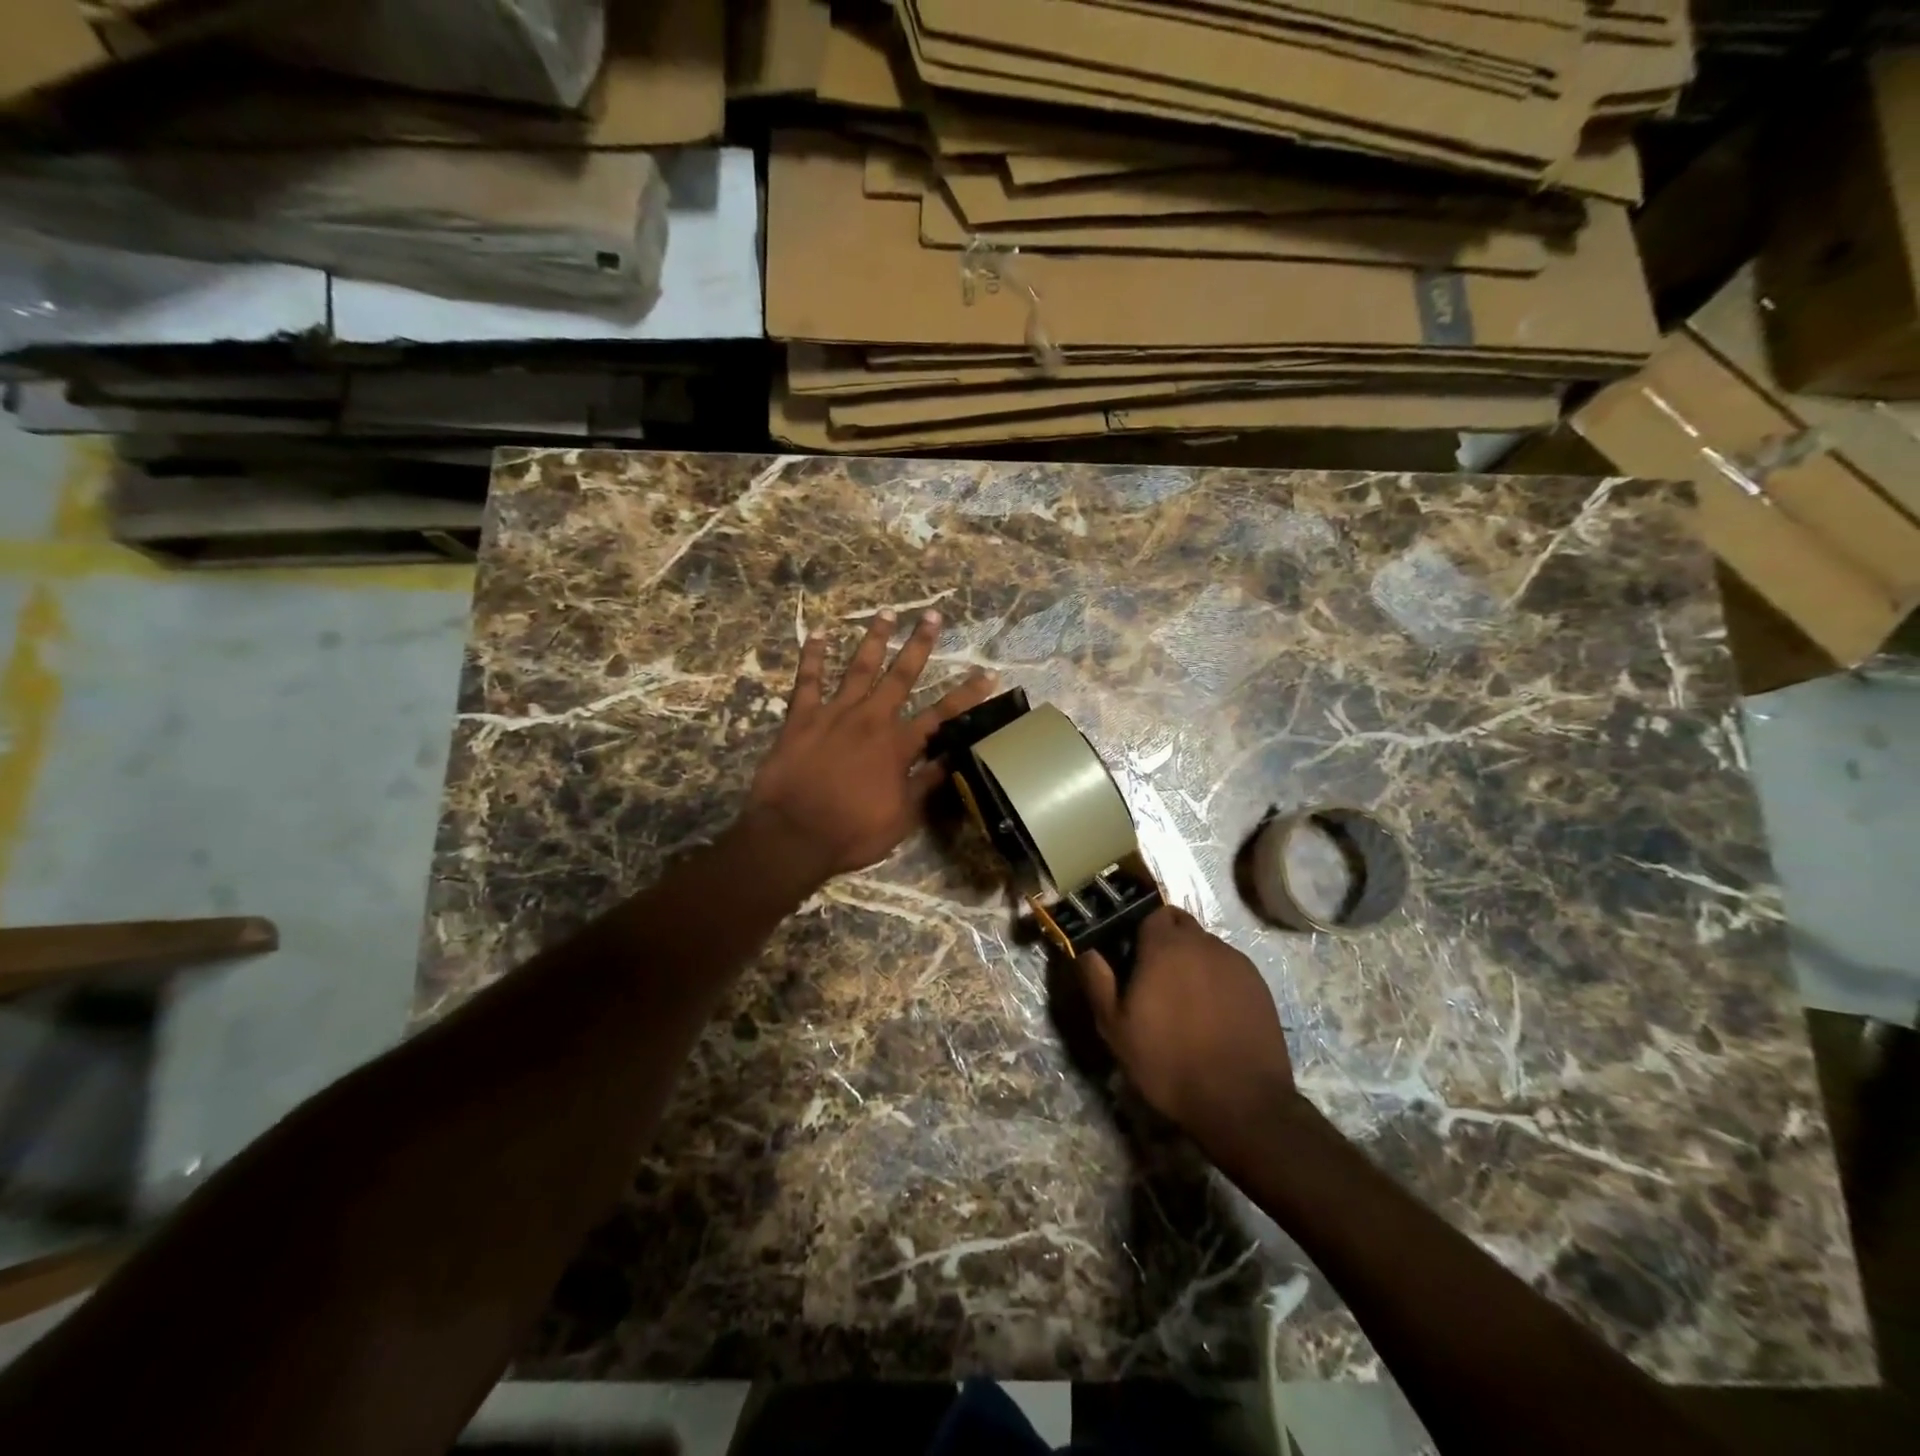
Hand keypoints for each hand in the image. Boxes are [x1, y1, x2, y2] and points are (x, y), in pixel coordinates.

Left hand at [747, 609, 998, 882]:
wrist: (793, 835)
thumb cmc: (852, 832)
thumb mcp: (901, 817)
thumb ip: (925, 784)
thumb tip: (953, 761)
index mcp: (898, 746)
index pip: (942, 715)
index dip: (967, 694)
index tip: (988, 673)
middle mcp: (871, 720)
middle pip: (901, 676)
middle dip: (920, 645)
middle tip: (932, 616)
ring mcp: (834, 714)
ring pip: (858, 668)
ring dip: (875, 640)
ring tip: (886, 613)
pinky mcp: (801, 718)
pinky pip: (807, 681)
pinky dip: (811, 657)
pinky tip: (816, 634)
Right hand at [1078, 906, 1296, 1142]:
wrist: (1241, 1102)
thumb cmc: (1168, 1061)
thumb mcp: (1115, 1027)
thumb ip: (1096, 978)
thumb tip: (1084, 947)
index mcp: (1165, 945)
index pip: (1149, 910)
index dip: (1137, 925)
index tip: (1128, 950)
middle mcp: (1203, 943)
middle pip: (1179, 923)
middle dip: (1164, 937)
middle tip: (1152, 973)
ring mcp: (1236, 962)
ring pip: (1205, 945)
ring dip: (1191, 958)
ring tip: (1183, 998)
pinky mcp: (1259, 984)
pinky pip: (1228, 967)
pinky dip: (1216, 978)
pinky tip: (1211, 1012)